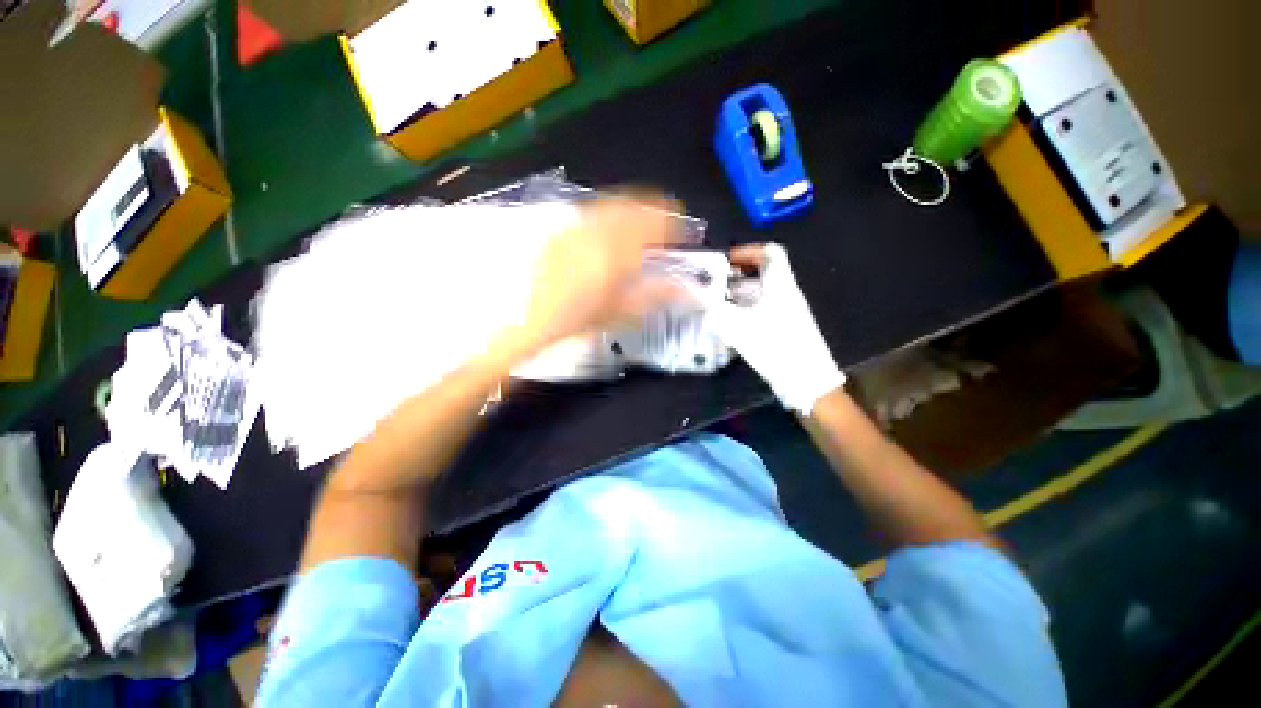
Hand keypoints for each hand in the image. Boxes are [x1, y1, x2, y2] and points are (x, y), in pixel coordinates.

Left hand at [513, 194, 688, 352]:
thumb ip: (656, 295)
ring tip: (642, 224)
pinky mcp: (562, 227)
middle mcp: (598, 227)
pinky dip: (610, 213)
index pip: (656, 224)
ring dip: (634, 209)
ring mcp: (577, 223)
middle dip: (656, 210)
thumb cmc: (575, 318)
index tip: (685, 233)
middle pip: (635, 203)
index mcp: (617, 249)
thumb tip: (687, 290)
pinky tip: (609, 230)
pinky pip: (594, 209)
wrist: (524, 315)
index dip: (676, 225)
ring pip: (614, 202)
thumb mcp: (620, 312)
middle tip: (666, 224)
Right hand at [710, 243, 845, 413]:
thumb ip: (714, 308)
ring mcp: (787, 311)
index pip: (771, 252)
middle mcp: (786, 294)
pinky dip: (744, 310)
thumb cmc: (776, 347)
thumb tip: (692, 293)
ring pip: (760, 293)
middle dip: (735, 277)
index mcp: (781, 285)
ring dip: (737, 296)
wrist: (806, 381)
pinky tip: (728, 324)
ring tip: (715, 305)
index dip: (747, 251)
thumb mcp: (740, 327)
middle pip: (761, 274)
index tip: (726, 262)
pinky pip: (762, 309)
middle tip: (713, 286)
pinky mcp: (784, 327)